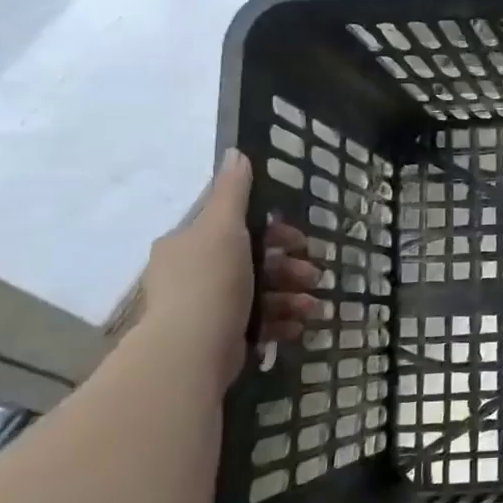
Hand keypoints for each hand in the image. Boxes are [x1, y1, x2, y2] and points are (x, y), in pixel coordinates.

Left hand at [139, 150, 320, 391]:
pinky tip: (299, 325)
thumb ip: (232, 192)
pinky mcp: (219, 337)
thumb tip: (236, 152)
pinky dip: (281, 321)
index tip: (299, 241)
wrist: (191, 350)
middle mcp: (191, 274)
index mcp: (188, 244)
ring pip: (260, 293)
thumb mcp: (223, 227)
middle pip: (253, 261)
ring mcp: (204, 308)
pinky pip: (258, 322)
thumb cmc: (210, 281)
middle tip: (313, 275)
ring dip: (292, 296)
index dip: (273, 231)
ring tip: (312, 306)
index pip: (235, 228)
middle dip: (289, 267)